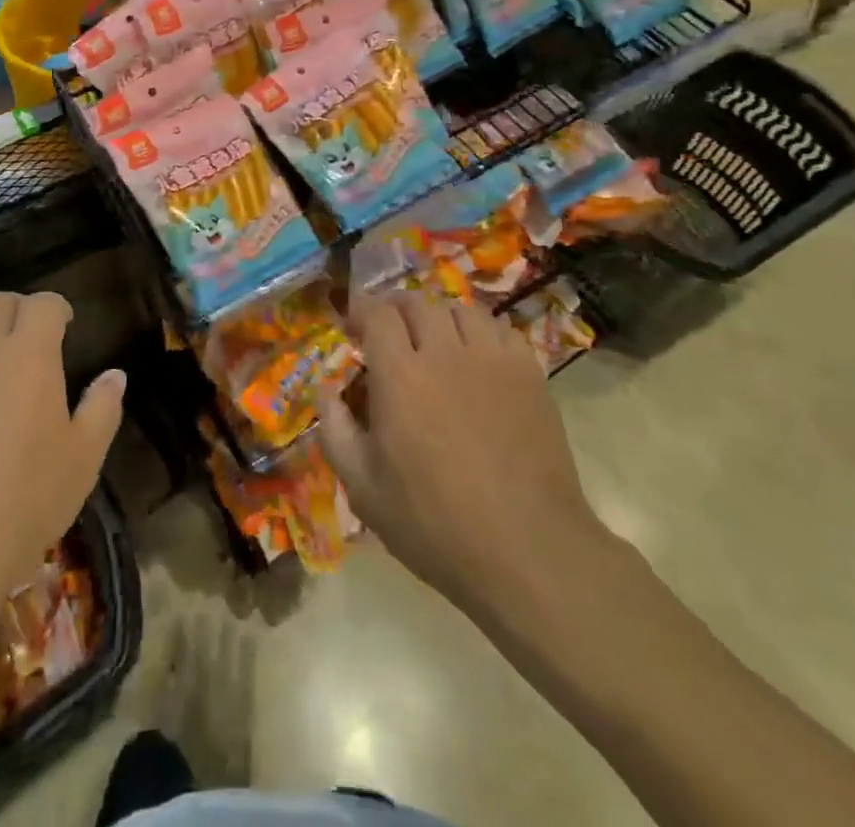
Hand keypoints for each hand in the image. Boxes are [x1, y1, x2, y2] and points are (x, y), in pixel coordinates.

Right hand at [321, 296, 609, 619]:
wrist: (528, 551)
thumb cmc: (436, 525)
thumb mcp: (364, 490)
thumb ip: (335, 431)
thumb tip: (325, 388)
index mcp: (400, 375)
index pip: (378, 313)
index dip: (361, 309)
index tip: (354, 325)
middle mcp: (445, 352)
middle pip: (417, 303)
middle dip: (395, 309)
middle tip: (389, 332)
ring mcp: (493, 359)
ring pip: (460, 310)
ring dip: (438, 317)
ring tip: (434, 340)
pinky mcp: (529, 373)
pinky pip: (500, 329)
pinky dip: (480, 332)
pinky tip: (477, 357)